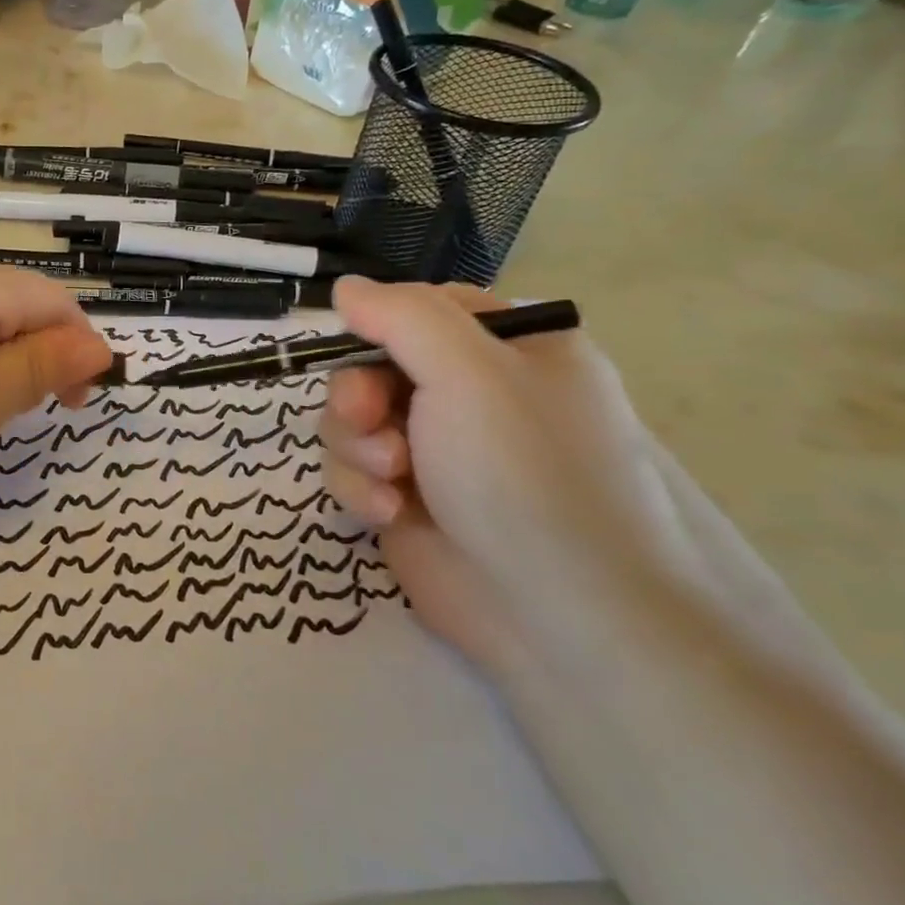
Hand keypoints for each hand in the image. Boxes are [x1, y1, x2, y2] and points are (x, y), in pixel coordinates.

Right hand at [320, 277, 696, 670]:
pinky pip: (351, 468)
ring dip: (355, 444)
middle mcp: (471, 396)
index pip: (420, 309)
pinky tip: (387, 512)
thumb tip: (344, 287)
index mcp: (510, 351)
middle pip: (372, 364)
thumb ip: (401, 316)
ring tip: (391, 479)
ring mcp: (436, 451)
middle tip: (369, 420)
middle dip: (358, 394)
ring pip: (350, 418)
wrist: (560, 617)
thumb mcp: (469, 372)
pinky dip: (359, 486)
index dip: (379, 324)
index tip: (359, 345)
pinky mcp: (405, 498)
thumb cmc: (526, 474)